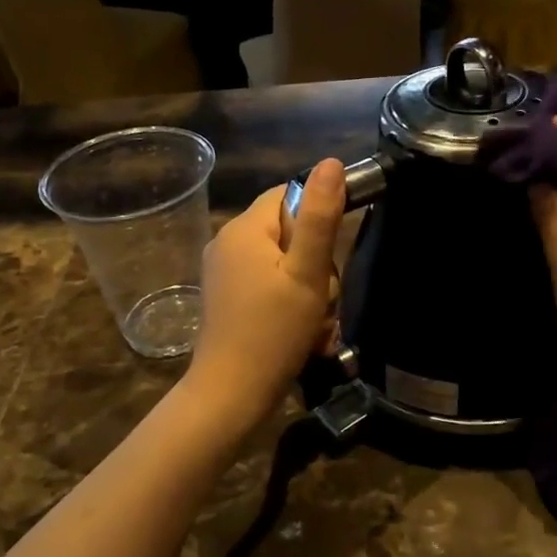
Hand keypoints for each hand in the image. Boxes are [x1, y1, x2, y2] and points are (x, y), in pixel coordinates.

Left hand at [188, 159, 346, 422]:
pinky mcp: (226, 297)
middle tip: (322, 299)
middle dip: (316, 263)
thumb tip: (331, 162)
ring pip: (283, 262)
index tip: (332, 255)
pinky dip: (289, 303)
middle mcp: (228, 241)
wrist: (231, 394)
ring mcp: (223, 271)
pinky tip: (299, 333)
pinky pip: (268, 284)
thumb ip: (320, 217)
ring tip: (313, 323)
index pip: (290, 194)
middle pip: (289, 231)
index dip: (319, 218)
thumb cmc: (274, 331)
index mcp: (245, 227)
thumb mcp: (307, 273)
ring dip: (308, 289)